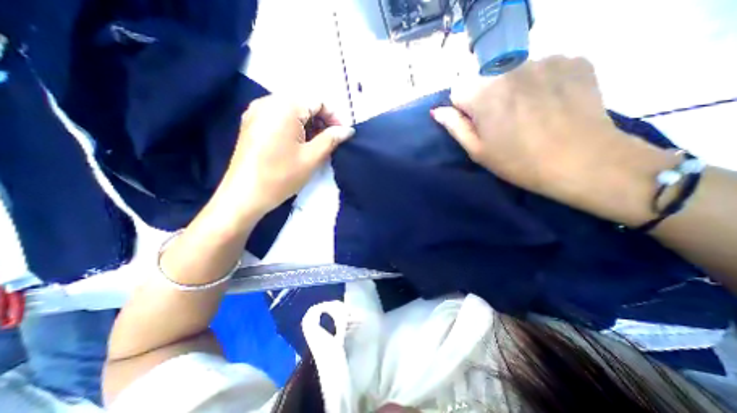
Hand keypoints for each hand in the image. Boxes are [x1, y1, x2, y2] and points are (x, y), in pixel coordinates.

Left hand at [216, 95, 353, 219]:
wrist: (244, 195)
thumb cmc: (281, 176)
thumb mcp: (312, 157)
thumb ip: (332, 139)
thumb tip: (348, 130)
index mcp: (285, 106)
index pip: (318, 101)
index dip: (334, 116)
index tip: (342, 135)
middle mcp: (268, 102)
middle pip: (303, 103)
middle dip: (321, 120)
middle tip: (331, 141)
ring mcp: (256, 112)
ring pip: (291, 110)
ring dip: (308, 124)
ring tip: (316, 144)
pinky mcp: (251, 124)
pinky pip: (278, 117)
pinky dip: (293, 126)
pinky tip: (299, 143)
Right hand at [433, 55, 675, 224]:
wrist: (584, 162)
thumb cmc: (519, 162)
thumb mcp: (478, 151)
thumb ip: (455, 127)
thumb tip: (437, 111)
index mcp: (484, 94)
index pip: (458, 90)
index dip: (464, 109)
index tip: (478, 124)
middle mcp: (511, 69)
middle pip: (485, 79)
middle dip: (487, 98)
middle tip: (504, 122)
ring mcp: (545, 60)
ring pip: (513, 73)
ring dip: (513, 89)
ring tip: (530, 113)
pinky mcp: (573, 60)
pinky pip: (542, 68)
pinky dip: (541, 82)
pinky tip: (551, 103)